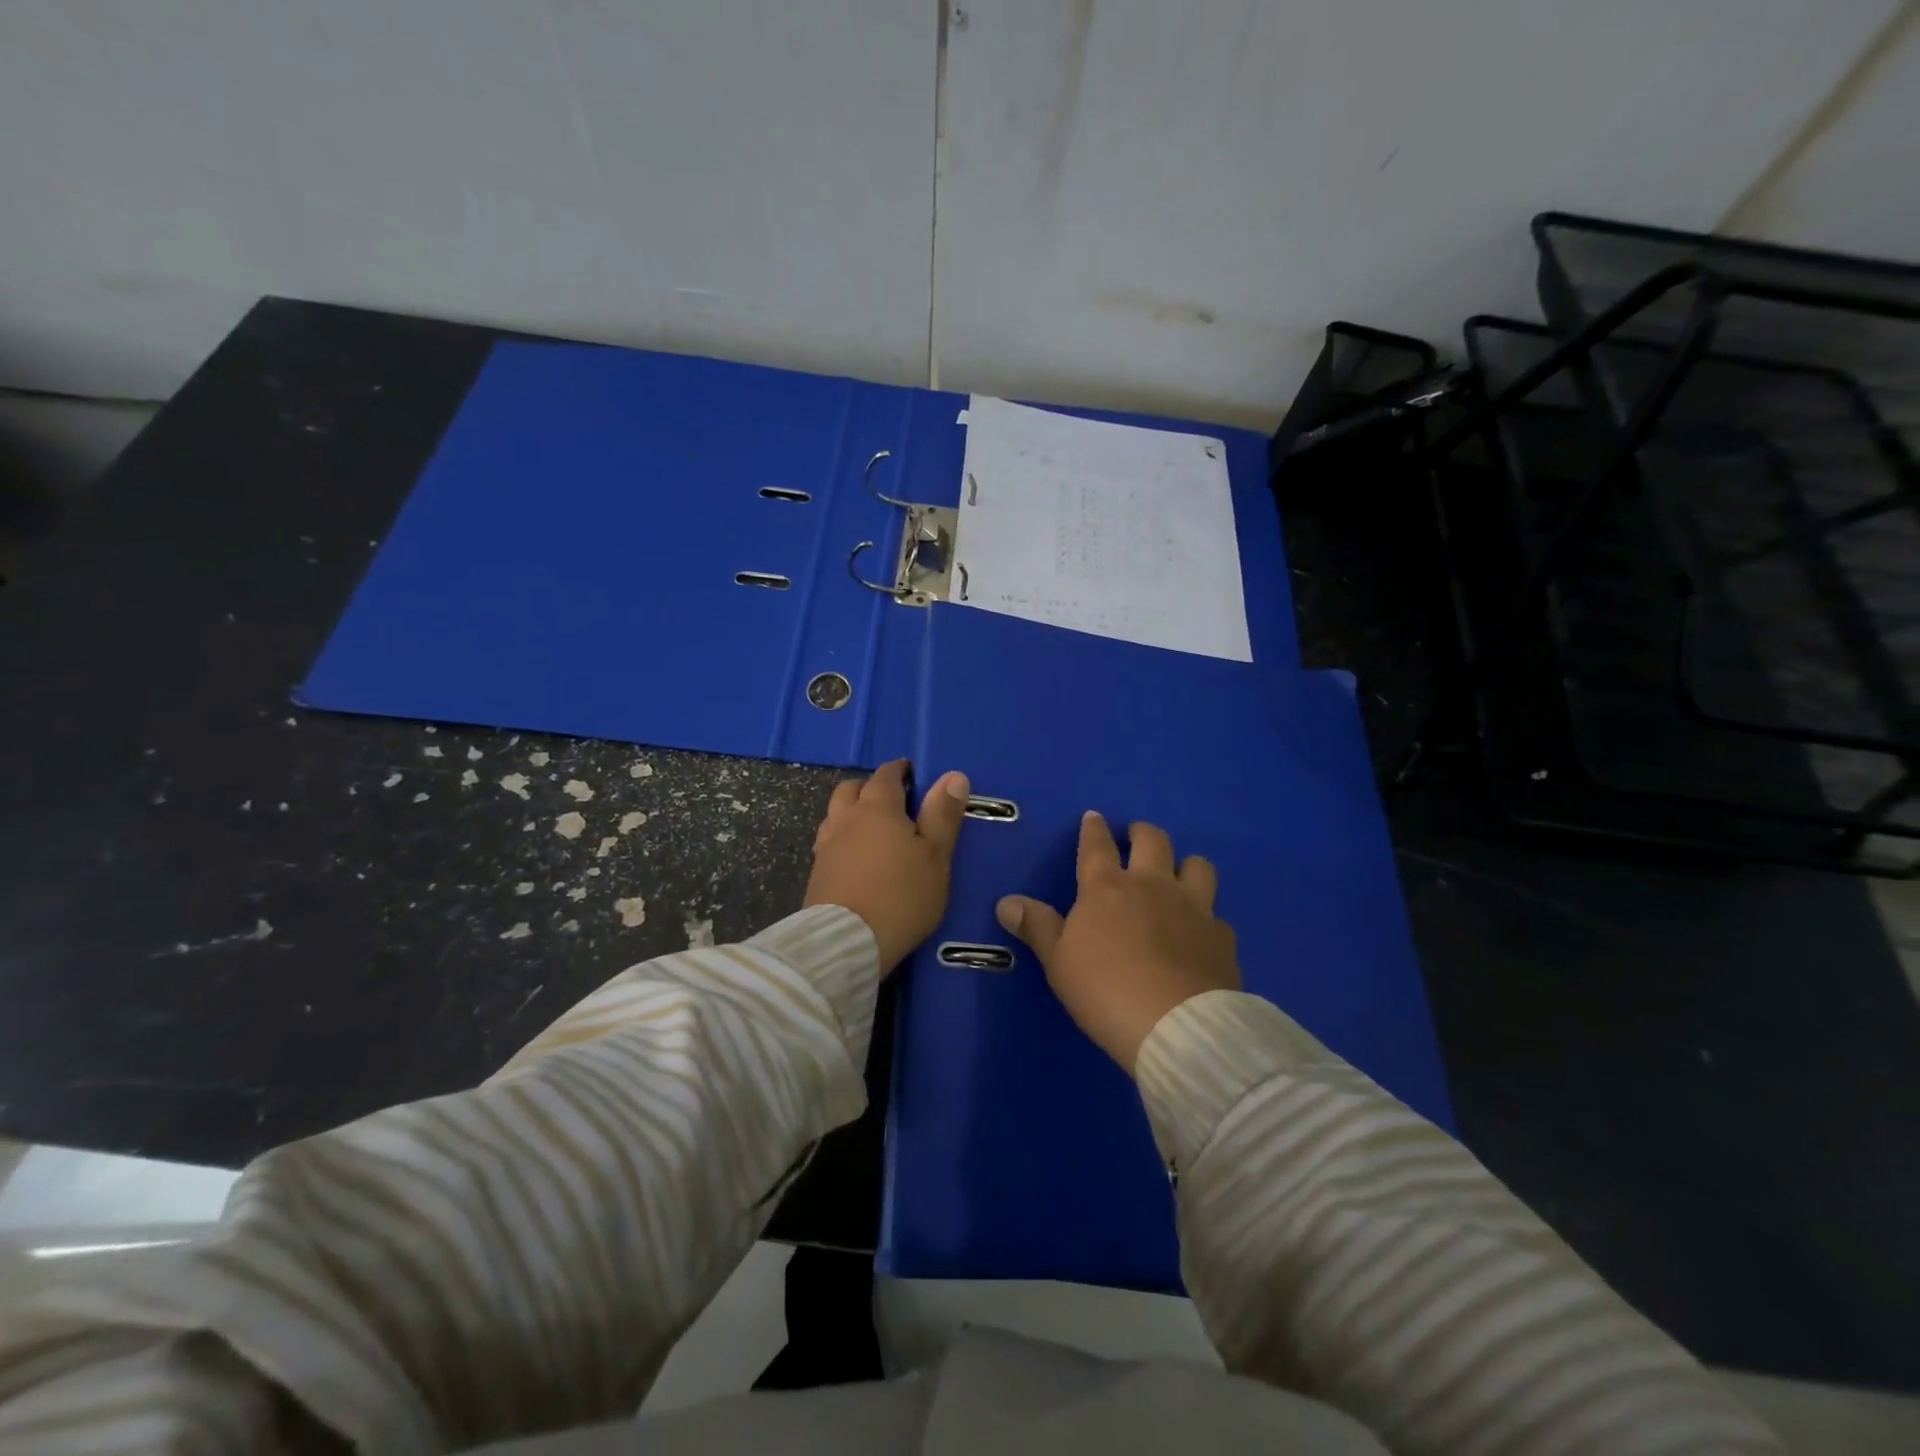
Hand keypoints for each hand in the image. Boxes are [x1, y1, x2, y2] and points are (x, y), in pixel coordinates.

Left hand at [804, 760, 969, 973]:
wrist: (847, 942)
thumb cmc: (902, 895)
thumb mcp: (935, 856)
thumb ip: (943, 815)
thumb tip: (953, 775)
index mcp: (877, 808)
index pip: (886, 775)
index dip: (900, 771)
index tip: (913, 775)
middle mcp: (846, 818)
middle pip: (852, 788)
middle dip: (871, 787)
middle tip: (892, 801)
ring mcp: (826, 845)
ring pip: (836, 813)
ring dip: (852, 811)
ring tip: (873, 828)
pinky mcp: (816, 872)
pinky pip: (829, 840)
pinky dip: (843, 837)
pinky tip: (855, 856)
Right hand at [996, 812, 1239, 1072]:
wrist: (1177, 1025)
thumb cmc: (1105, 990)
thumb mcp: (1059, 961)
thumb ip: (1037, 927)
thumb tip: (1007, 902)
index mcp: (1106, 888)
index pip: (1097, 846)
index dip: (1093, 829)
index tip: (1094, 817)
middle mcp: (1152, 885)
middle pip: (1152, 840)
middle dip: (1141, 832)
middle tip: (1135, 836)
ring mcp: (1193, 907)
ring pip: (1196, 865)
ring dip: (1185, 864)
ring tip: (1177, 875)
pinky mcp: (1222, 936)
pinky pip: (1217, 914)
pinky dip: (1207, 917)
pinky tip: (1201, 934)